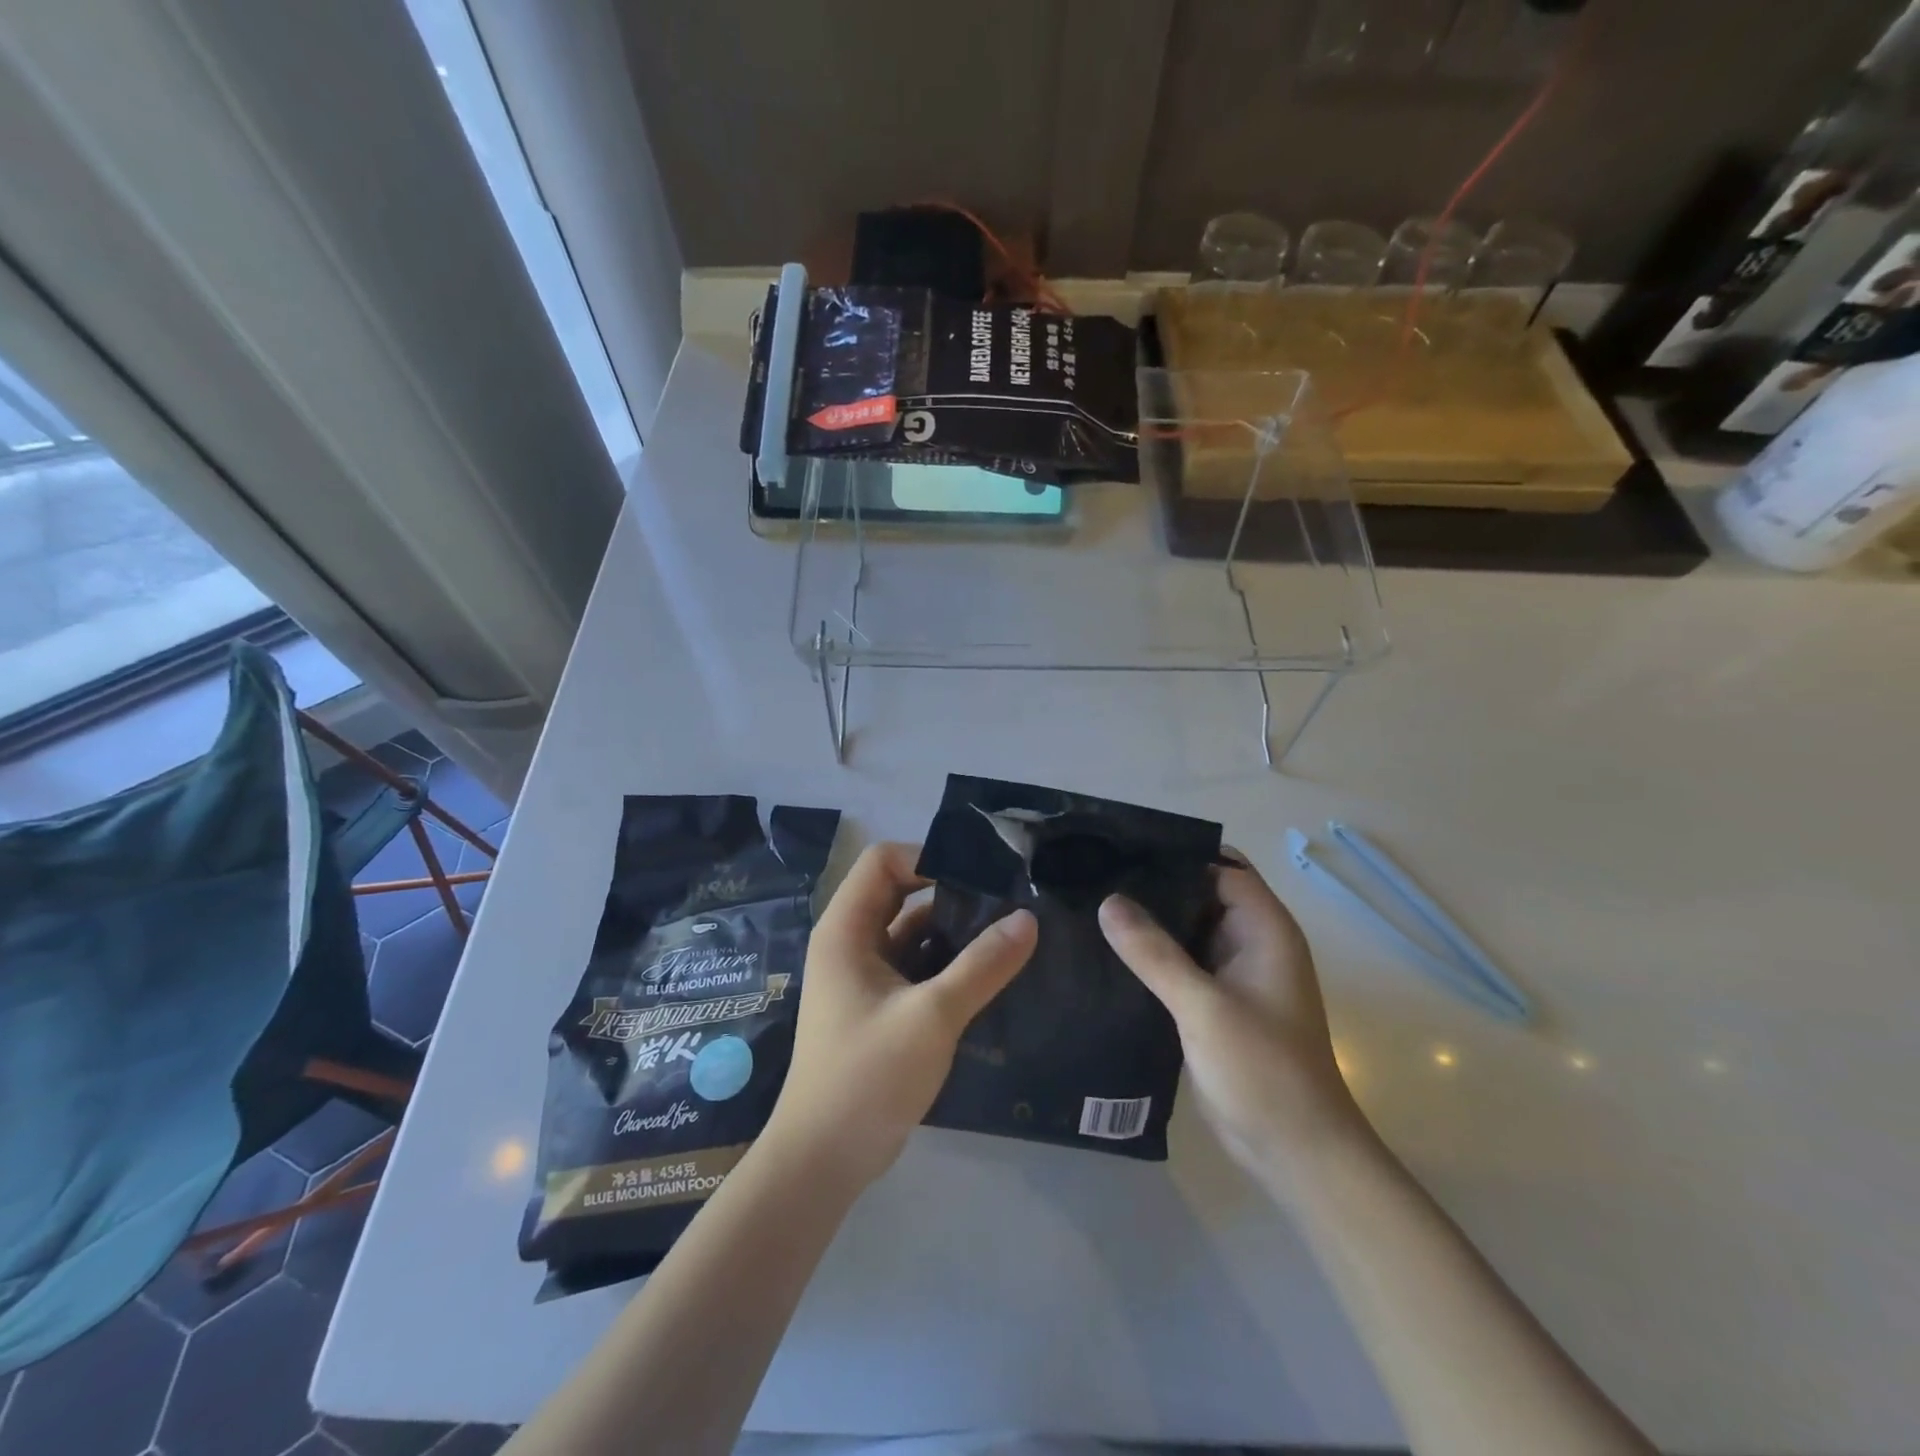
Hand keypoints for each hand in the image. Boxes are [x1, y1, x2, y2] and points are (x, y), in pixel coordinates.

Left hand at [768, 842, 1037, 1188]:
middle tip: (1004, 901)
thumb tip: (1028, 919)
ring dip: (954, 932)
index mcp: (846, 930)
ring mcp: (864, 975)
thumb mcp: (932, 1017)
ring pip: (912, 932)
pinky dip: (948, 964)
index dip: (927, 857)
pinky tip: (989, 974)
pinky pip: (916, 966)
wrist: (824, 1159)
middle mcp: (851, 942)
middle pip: (900, 892)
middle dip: (949, 893)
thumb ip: (982, 966)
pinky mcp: (879, 1005)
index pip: (883, 861)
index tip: (978, 877)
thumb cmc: (867, 1076)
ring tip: (1008, 935)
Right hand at [1098, 855, 1365, 1187]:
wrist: (1296, 1153)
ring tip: (1091, 905)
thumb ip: (1154, 953)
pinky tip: (1108, 953)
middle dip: (1154, 885)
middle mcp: (1250, 944)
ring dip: (1149, 922)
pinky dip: (1151, 955)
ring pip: (1186, 930)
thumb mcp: (1204, 1007)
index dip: (1177, 853)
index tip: (1123, 846)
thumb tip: (1107, 900)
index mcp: (1265, 930)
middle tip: (1095, 875)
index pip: (1221, 867)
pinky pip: (1179, 964)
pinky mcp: (1215, 1004)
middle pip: (1200, 895)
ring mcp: (1233, 976)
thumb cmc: (1263, 1071)